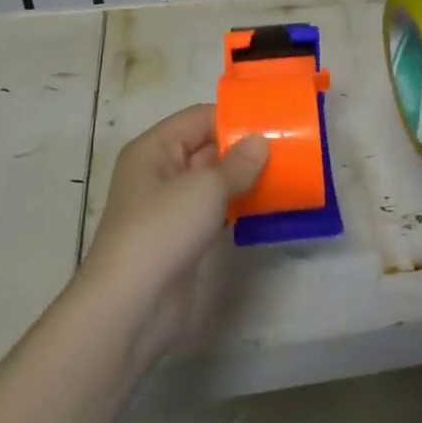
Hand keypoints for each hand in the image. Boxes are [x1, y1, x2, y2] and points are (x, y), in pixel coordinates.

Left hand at [77, 105, 267, 361]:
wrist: (132, 305)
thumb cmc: (163, 230)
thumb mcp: (205, 188)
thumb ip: (238, 163)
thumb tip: (261, 142)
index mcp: (154, 149)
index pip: (198, 118)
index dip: (234, 117)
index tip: (274, 121)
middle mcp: (159, 173)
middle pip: (206, 148)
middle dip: (244, 148)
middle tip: (288, 147)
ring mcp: (170, 208)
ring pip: (212, 182)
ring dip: (244, 179)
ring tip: (286, 172)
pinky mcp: (182, 238)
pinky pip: (215, 210)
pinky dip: (238, 206)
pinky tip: (267, 205)